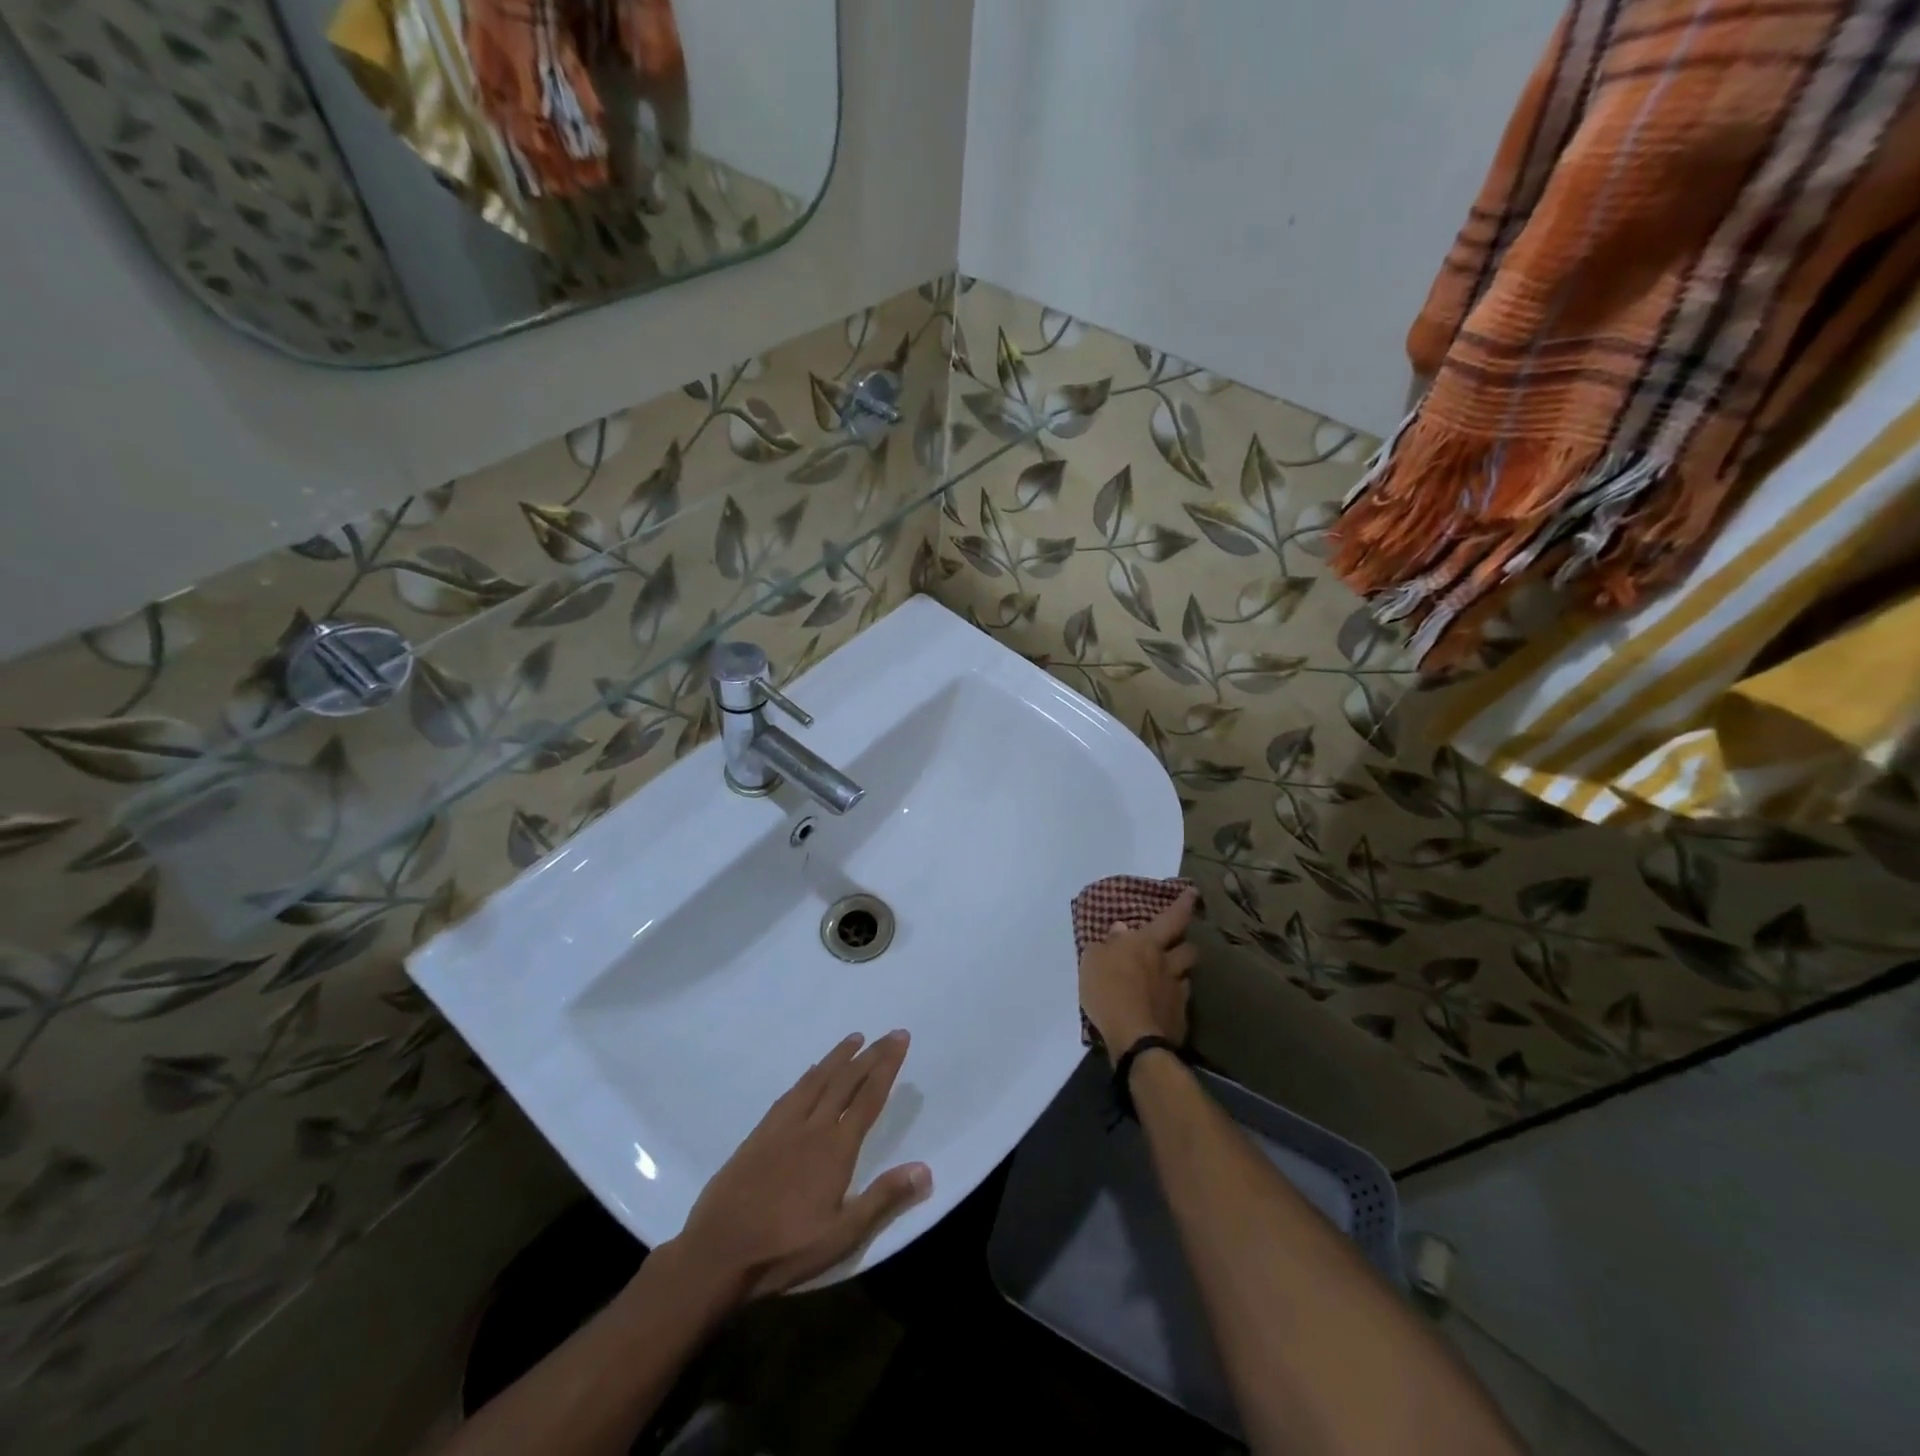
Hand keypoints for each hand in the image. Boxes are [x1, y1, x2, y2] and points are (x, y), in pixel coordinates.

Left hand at [674, 1031, 931, 1300]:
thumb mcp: (842, 1235)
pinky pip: (791, 1093)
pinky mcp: (759, 1134)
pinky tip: (811, 1072)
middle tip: (889, 1033)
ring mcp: (783, 1127)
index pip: (869, 1097)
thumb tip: (926, 1169)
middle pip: (846, 1081)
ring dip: (838, 1057)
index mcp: (836, 1148)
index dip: (887, 1066)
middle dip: (870, 1055)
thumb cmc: (786, 1248)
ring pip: (817, 1080)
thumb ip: (883, 1198)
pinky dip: (808, 1076)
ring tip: (854, 1038)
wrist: (718, 1251)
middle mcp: (812, 1126)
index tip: (900, 1039)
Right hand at [1078, 889, 1198, 1058]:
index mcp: (1148, 944)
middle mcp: (1168, 965)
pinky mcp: (1180, 1020)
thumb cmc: (1109, 990)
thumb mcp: (1093, 960)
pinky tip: (1161, 1008)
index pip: (1171, 918)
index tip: (1193, 893)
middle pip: (1188, 948)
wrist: (1135, 1038)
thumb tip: (1121, 930)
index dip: (1183, 905)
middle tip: (1175, 945)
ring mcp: (1177, 993)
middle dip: (1184, 944)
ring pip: (1186, 976)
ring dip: (1179, 974)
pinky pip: (1180, 1003)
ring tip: (1168, 978)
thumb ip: (1107, 944)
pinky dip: (1172, 1002)